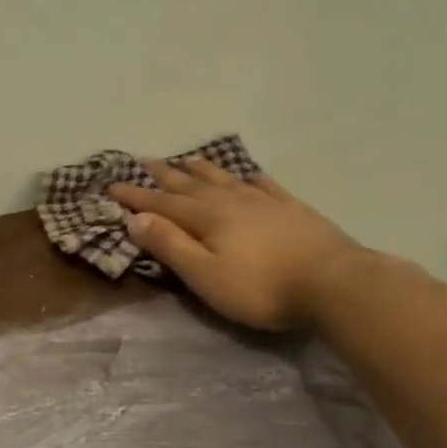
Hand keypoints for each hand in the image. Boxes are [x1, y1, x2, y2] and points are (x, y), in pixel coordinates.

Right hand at [109, 158, 361, 330]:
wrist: (334, 283)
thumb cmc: (261, 288)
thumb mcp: (204, 275)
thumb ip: (170, 245)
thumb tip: (136, 218)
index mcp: (206, 218)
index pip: (161, 203)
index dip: (135, 196)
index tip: (111, 186)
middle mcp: (230, 201)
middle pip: (189, 184)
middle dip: (162, 175)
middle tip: (141, 161)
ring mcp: (264, 202)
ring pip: (223, 179)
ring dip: (200, 170)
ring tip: (184, 159)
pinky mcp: (291, 209)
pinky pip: (262, 184)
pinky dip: (246, 177)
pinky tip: (245, 175)